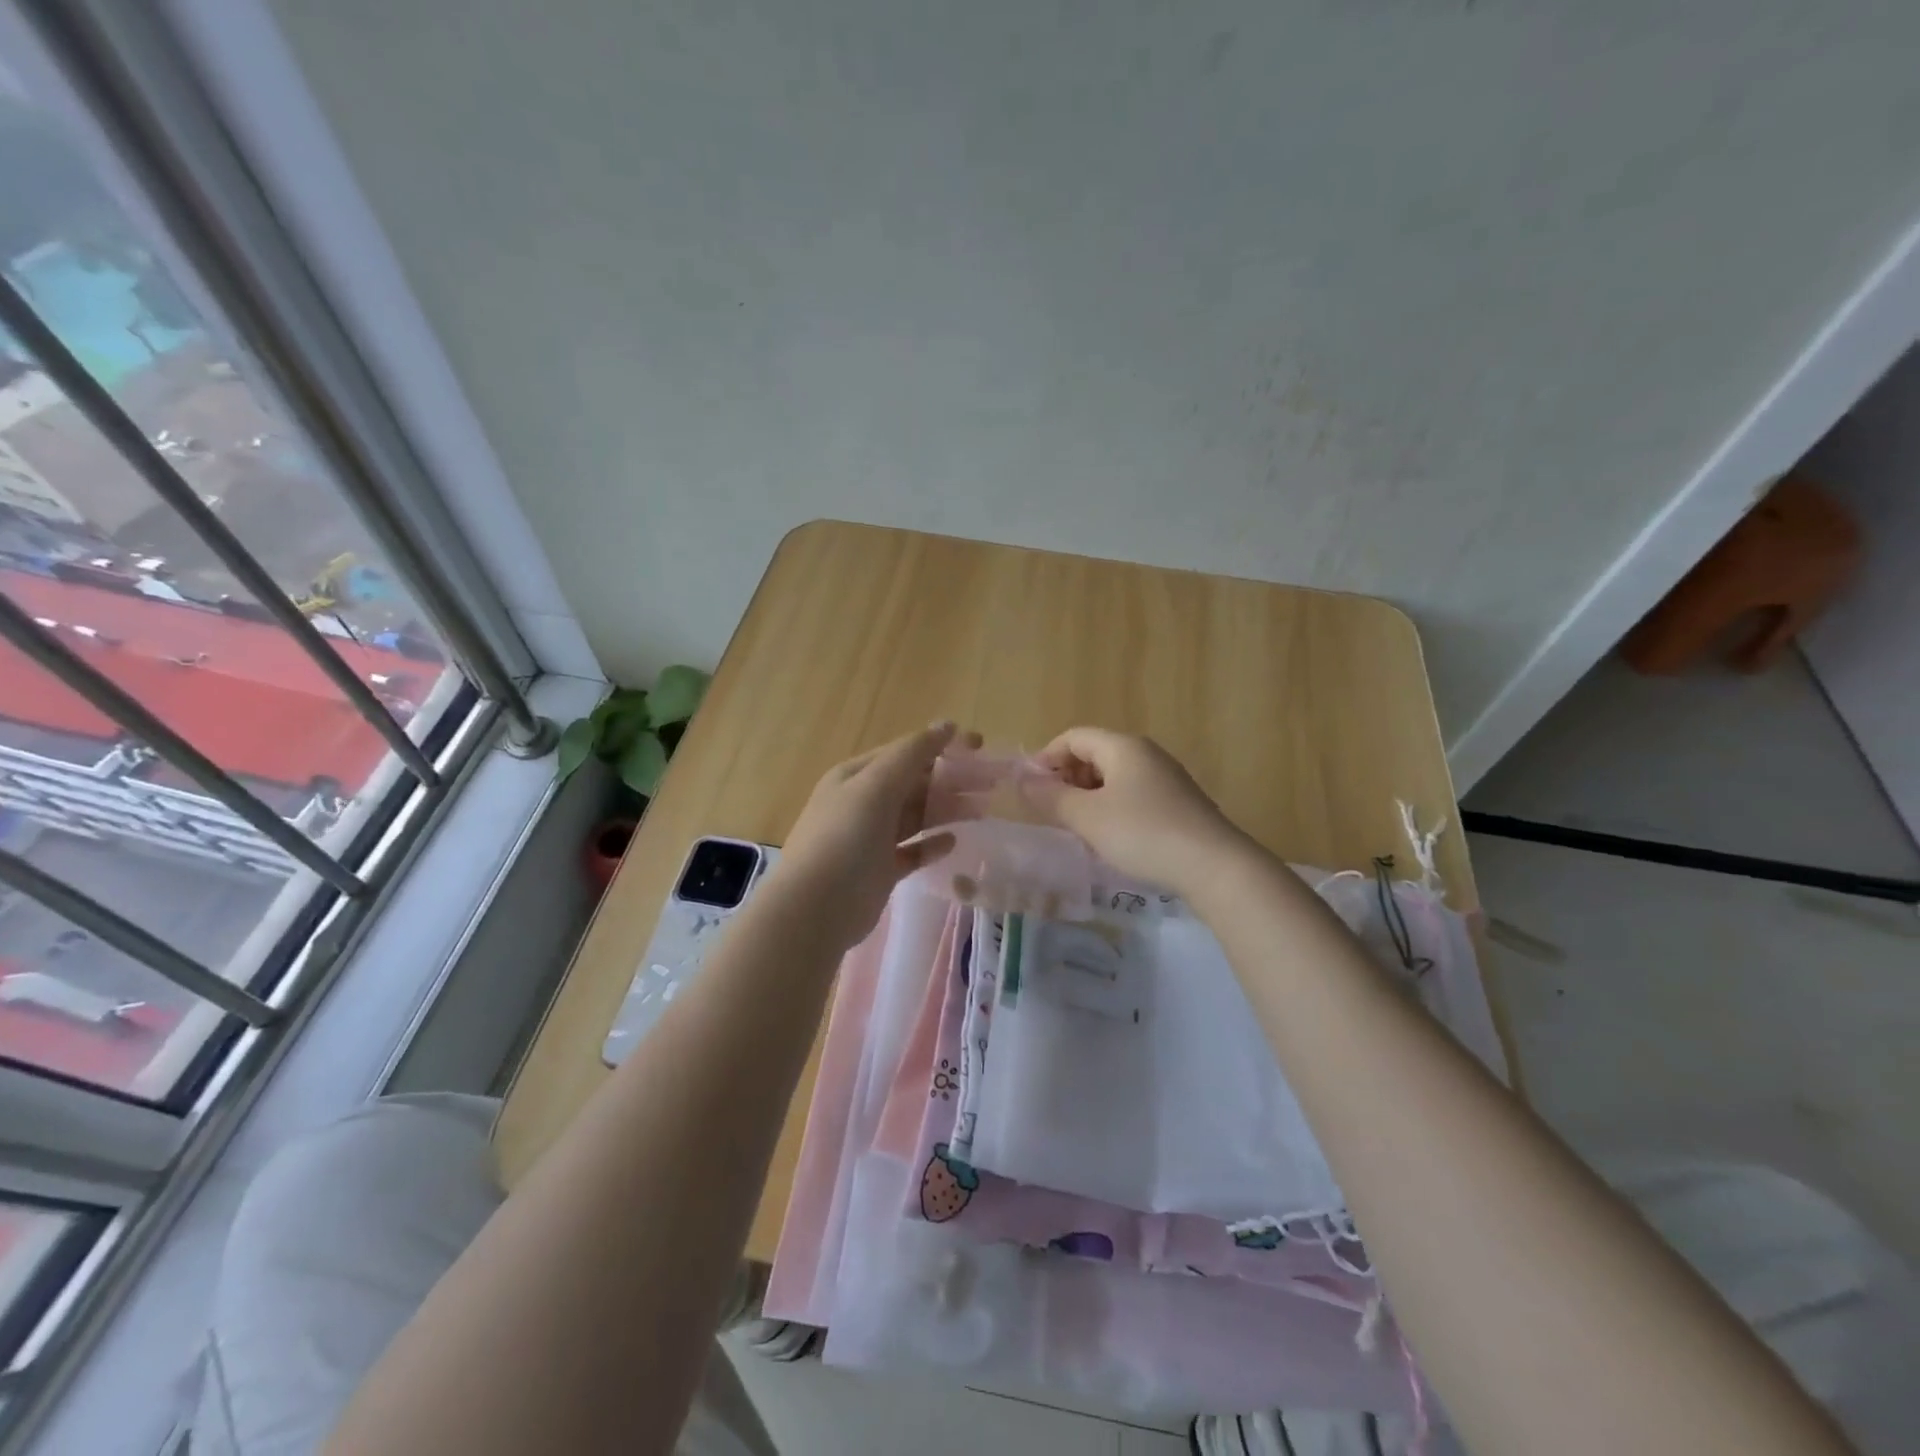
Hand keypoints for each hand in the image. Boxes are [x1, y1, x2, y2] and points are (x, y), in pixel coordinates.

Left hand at [768, 722, 977, 949]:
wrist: (815, 908)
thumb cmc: (845, 838)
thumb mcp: (876, 786)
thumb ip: (912, 753)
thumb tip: (947, 725)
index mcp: (856, 776)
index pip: (905, 752)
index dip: (942, 746)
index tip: (980, 746)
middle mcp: (862, 803)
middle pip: (914, 784)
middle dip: (950, 780)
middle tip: (990, 783)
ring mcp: (870, 838)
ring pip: (915, 816)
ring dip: (946, 810)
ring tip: (981, 810)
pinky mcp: (880, 870)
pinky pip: (912, 851)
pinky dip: (932, 844)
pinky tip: (953, 842)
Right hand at [1020, 727, 1251, 896]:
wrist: (1214, 866)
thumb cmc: (1143, 833)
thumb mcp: (1087, 817)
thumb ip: (1051, 797)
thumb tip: (1023, 781)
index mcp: (1122, 746)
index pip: (1073, 737)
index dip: (1046, 758)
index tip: (1030, 790)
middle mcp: (1145, 753)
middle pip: (1093, 754)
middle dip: (1066, 778)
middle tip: (1051, 812)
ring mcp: (1165, 777)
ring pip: (1113, 776)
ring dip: (1087, 796)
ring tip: (1077, 827)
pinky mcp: (1178, 802)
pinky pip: (1132, 794)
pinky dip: (1111, 807)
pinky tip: (1110, 837)